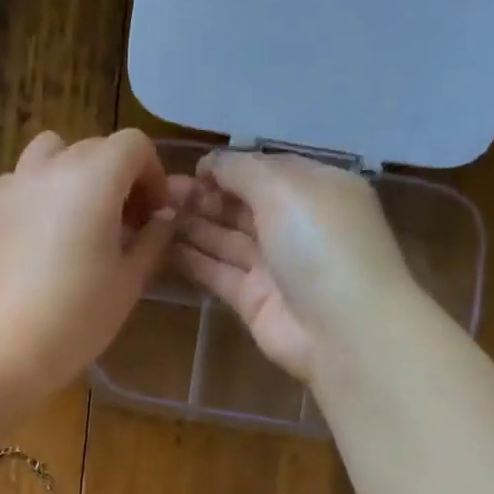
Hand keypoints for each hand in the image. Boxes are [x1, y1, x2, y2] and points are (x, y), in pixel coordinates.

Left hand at [0, 129, 174, 392]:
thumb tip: (162, 219)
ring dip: (73, 175)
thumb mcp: (129, 281)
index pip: (134, 146)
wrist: (5, 348)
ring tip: (80, 220)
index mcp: (93, 177)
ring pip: (50, 156)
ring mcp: (12, 187)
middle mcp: (49, 168)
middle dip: (117, 177)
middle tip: (125, 225)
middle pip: (93, 149)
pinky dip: (39, 196)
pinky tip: (42, 239)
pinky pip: (20, 185)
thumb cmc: (78, 317)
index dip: (153, 175)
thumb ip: (152, 240)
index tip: (155, 215)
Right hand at [170, 150, 413, 383]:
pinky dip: (191, 259)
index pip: (265, 170)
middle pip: (242, 205)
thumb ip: (243, 170)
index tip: (190, 169)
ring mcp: (274, 266)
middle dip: (204, 196)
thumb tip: (211, 163)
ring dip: (192, 225)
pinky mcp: (253, 300)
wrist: (341, 329)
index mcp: (315, 189)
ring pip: (226, 238)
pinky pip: (217, 273)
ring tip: (152, 215)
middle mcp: (295, 225)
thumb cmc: (320, 243)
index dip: (228, 167)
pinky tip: (158, 246)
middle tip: (160, 193)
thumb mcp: (285, 188)